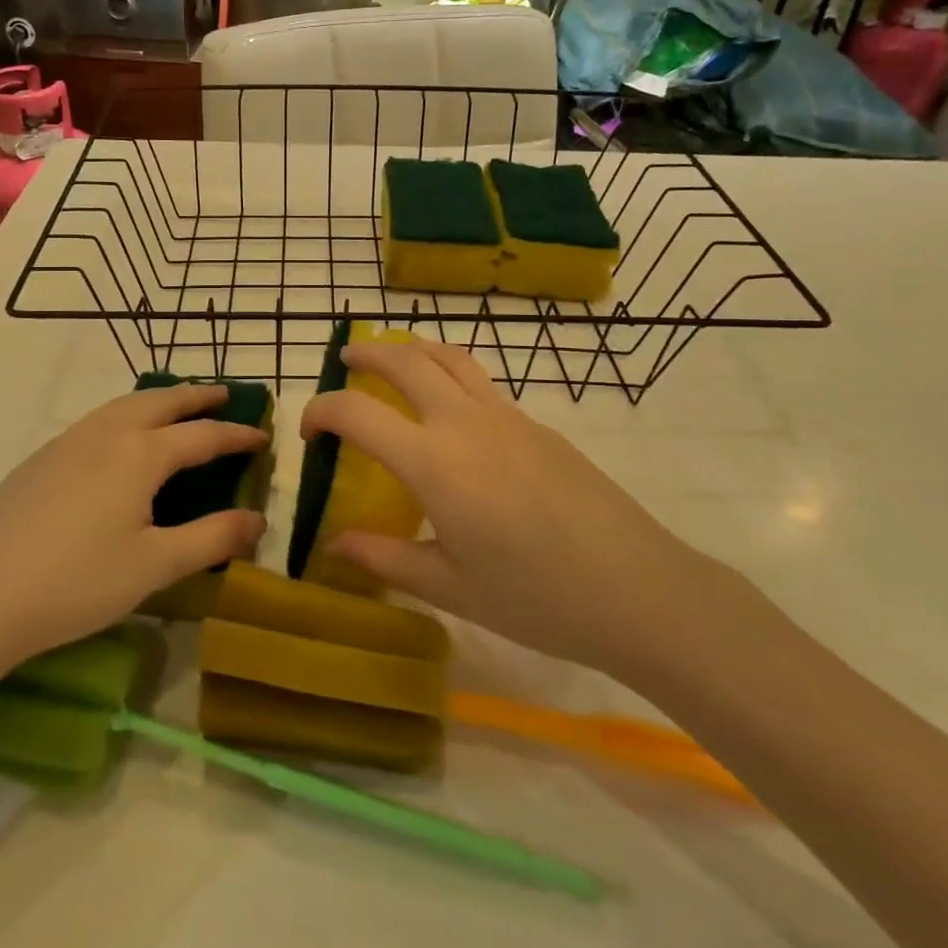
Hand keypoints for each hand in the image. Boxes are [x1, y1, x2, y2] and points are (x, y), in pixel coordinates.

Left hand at [0, 384, 266, 670]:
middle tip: (224, 394)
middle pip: (160, 402)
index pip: (202, 435)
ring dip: (158, 400)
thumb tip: (257, 519)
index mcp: (140, 454)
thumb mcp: (155, 566)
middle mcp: (105, 434)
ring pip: (123, 405)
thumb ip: (212, 539)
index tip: (262, 434)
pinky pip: (96, 421)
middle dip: (196, 396)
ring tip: (176, 407)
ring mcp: (66, 443)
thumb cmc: (76, 583)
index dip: (236, 435)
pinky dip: (125, 415)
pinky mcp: (38, 461)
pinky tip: (119, 441)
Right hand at [302, 338, 707, 683]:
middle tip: (345, 360)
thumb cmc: (535, 597)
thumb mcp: (449, 587)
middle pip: (406, 361)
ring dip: (413, 350)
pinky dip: (451, 374)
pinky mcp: (539, 426)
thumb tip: (335, 544)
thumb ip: (385, 558)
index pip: (357, 413)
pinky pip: (482, 383)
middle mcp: (465, 422)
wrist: (638, 589)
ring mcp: (507, 417)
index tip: (309, 432)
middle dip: (367, 354)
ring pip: (451, 358)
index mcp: (433, 462)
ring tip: (394, 358)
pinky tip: (453, 412)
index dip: (320, 411)